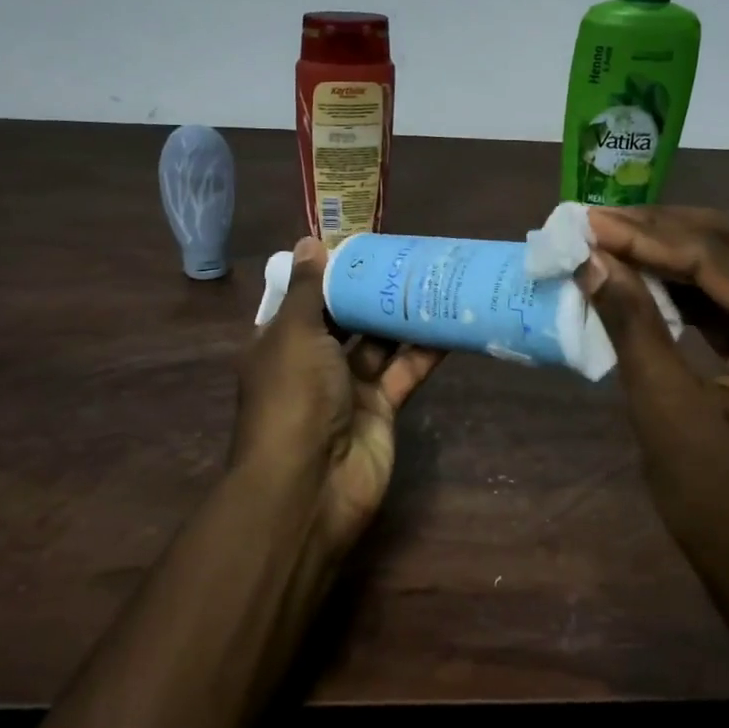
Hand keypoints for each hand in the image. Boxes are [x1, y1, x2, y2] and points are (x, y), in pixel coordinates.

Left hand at [231, 237, 440, 555]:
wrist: (311, 485)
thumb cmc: (293, 398)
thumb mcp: (294, 333)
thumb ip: (309, 289)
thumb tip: (310, 242)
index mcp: (281, 342)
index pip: (307, 298)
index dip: (332, 272)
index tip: (364, 243)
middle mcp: (313, 362)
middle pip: (347, 318)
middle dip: (373, 291)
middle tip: (409, 255)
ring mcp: (348, 388)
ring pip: (379, 343)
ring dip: (402, 316)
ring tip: (434, 278)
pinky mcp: (381, 410)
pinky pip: (404, 372)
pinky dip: (424, 350)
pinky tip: (448, 321)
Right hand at [579, 206, 728, 652]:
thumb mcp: (668, 414)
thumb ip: (633, 326)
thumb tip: (594, 261)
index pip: (723, 260)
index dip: (648, 236)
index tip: (588, 221)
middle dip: (669, 231)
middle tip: (603, 224)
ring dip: (686, 257)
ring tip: (621, 243)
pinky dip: (706, 294)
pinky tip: (657, 284)